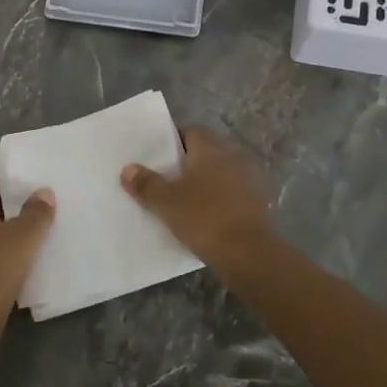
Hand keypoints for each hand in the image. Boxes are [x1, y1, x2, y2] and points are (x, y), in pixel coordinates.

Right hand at [122, 126, 277, 275]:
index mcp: (210, 148)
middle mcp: (232, 156)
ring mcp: (249, 178)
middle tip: (166, 178)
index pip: (190, 131)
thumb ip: (146, 184)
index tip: (156, 157)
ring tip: (184, 198)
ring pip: (220, 172)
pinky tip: (205, 215)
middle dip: (187, 162)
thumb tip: (128, 169)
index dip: (172, 141)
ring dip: (205, 180)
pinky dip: (219, 198)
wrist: (249, 254)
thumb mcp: (166, 203)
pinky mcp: (258, 201)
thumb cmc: (204, 219)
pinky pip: (231, 191)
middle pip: (206, 151)